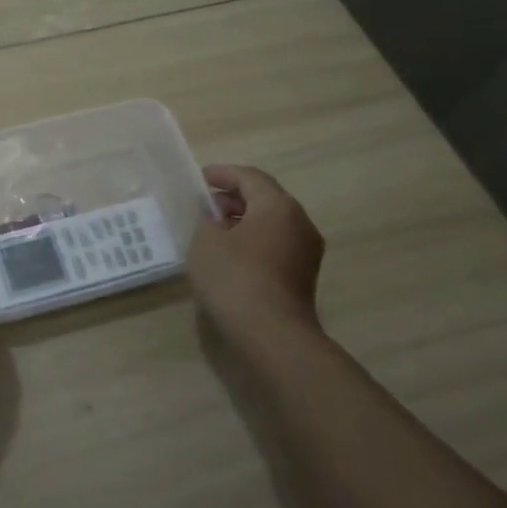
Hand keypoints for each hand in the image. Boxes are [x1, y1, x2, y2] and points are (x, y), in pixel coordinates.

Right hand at [186, 165, 324, 338]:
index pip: (250, 177)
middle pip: (266, 198)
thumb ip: (206, 220)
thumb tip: (214, 216)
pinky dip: (253, 239)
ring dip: (244, 220)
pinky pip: (276, 244)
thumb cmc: (234, 278)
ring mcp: (306, 250)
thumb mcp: (205, 242)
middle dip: (234, 197)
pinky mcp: (303, 274)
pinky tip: (230, 253)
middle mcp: (299, 222)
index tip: (200, 178)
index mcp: (278, 206)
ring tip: (214, 229)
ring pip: (272, 222)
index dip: (223, 174)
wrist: (271, 333)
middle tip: (205, 205)